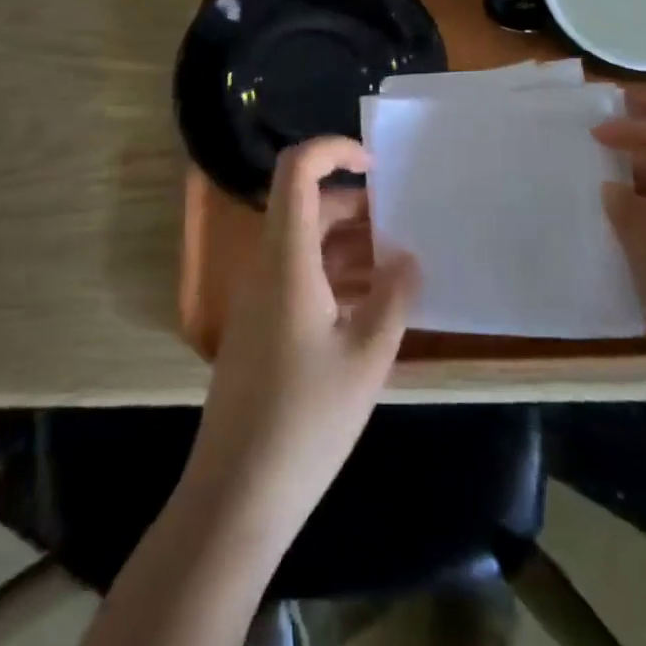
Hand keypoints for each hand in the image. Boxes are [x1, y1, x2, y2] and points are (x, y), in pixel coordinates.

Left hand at [186, 137, 419, 546]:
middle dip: (358, 206)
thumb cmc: (306, 419)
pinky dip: (337, 276)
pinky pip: (301, 276)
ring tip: (400, 267)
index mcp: (287, 258)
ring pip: (307, 243)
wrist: (236, 494)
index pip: (297, 171)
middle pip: (308, 206)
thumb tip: (408, 256)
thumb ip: (394, 295)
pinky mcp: (262, 325)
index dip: (333, 151)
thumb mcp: (367, 356)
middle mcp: (267, 265)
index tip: (377, 165)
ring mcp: (260, 296)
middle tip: (405, 228)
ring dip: (352, 245)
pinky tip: (373, 304)